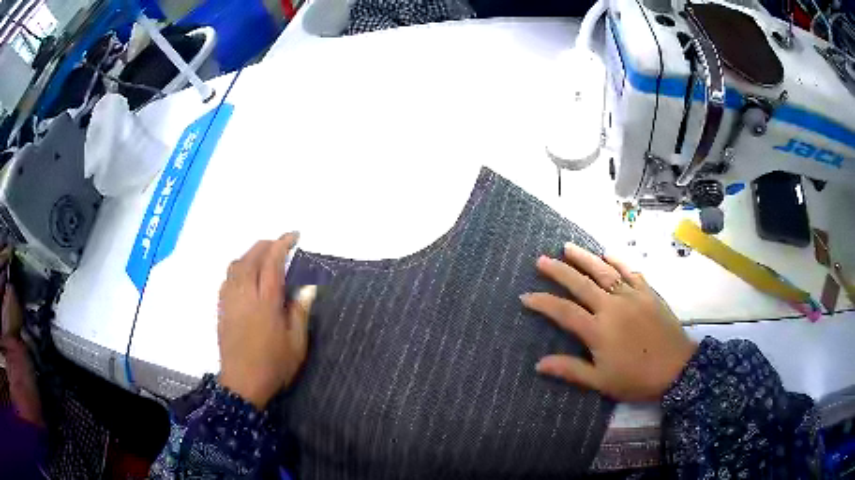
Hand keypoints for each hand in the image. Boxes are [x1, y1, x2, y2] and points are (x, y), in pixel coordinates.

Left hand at [218, 232, 316, 408]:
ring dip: (250, 254)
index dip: (282, 244)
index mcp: (266, 301)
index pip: (272, 262)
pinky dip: (238, 268)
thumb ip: (299, 313)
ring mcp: (230, 300)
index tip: (294, 236)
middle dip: (266, 245)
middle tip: (280, 245)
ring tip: (263, 257)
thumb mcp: (296, 344)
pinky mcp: (222, 308)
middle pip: (251, 257)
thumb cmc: (273, 365)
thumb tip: (308, 288)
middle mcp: (245, 294)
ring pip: (236, 264)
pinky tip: (245, 276)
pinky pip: (227, 278)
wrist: (242, 384)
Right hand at [521, 244, 696, 401]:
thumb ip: (571, 369)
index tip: (526, 295)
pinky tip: (607, 254)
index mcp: (598, 330)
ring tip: (568, 247)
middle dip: (559, 271)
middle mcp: (612, 307)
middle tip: (541, 259)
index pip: (563, 311)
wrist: (676, 369)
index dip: (543, 302)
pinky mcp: (648, 292)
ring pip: (604, 271)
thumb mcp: (601, 381)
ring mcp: (632, 296)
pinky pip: (630, 271)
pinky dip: (618, 261)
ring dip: (584, 258)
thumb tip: (539, 364)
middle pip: (581, 284)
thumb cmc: (636, 379)